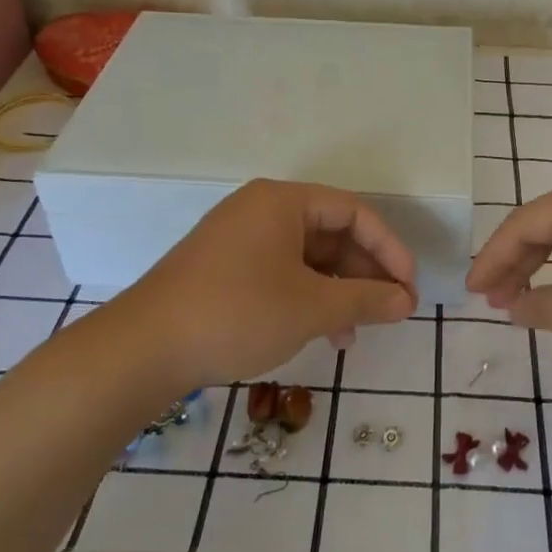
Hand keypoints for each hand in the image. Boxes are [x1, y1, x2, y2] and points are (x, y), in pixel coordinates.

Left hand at [110, 179, 417, 389]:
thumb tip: (406, 302)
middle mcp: (261, 211)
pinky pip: (281, 273)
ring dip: (338, 291)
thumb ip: (365, 300)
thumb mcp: (311, 307)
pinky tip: (321, 334)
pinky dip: (307, 298)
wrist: (143, 349)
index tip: (409, 288)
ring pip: (307, 258)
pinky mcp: (225, 269)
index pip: (354, 212)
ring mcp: (239, 239)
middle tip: (390, 311)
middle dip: (364, 274)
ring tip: (356, 332)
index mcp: (283, 202)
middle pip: (331, 233)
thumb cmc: (237, 313)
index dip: (389, 249)